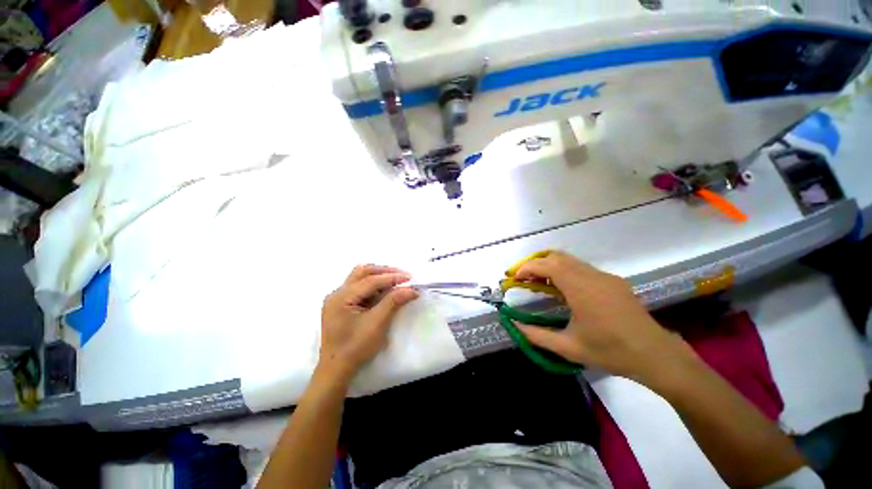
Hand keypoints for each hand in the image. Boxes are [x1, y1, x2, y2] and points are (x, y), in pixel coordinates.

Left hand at [318, 265, 419, 380]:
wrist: (337, 369)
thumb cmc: (356, 347)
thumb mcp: (377, 323)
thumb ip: (394, 301)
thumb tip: (412, 289)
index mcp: (341, 297)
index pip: (370, 280)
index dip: (392, 277)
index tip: (410, 278)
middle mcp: (337, 293)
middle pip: (362, 272)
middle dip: (384, 271)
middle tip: (402, 275)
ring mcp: (337, 299)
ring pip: (360, 278)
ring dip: (378, 276)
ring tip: (395, 281)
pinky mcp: (341, 305)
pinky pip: (359, 288)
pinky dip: (373, 286)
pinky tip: (384, 291)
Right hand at [514, 251, 689, 383]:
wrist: (656, 355)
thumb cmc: (611, 352)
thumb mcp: (568, 348)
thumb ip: (536, 335)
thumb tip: (514, 325)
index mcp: (581, 290)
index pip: (548, 265)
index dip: (527, 267)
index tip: (516, 278)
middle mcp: (592, 276)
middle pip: (557, 257)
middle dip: (537, 264)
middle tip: (526, 279)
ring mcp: (605, 276)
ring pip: (571, 260)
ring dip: (551, 266)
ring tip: (541, 284)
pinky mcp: (613, 281)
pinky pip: (583, 268)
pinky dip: (566, 271)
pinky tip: (566, 290)